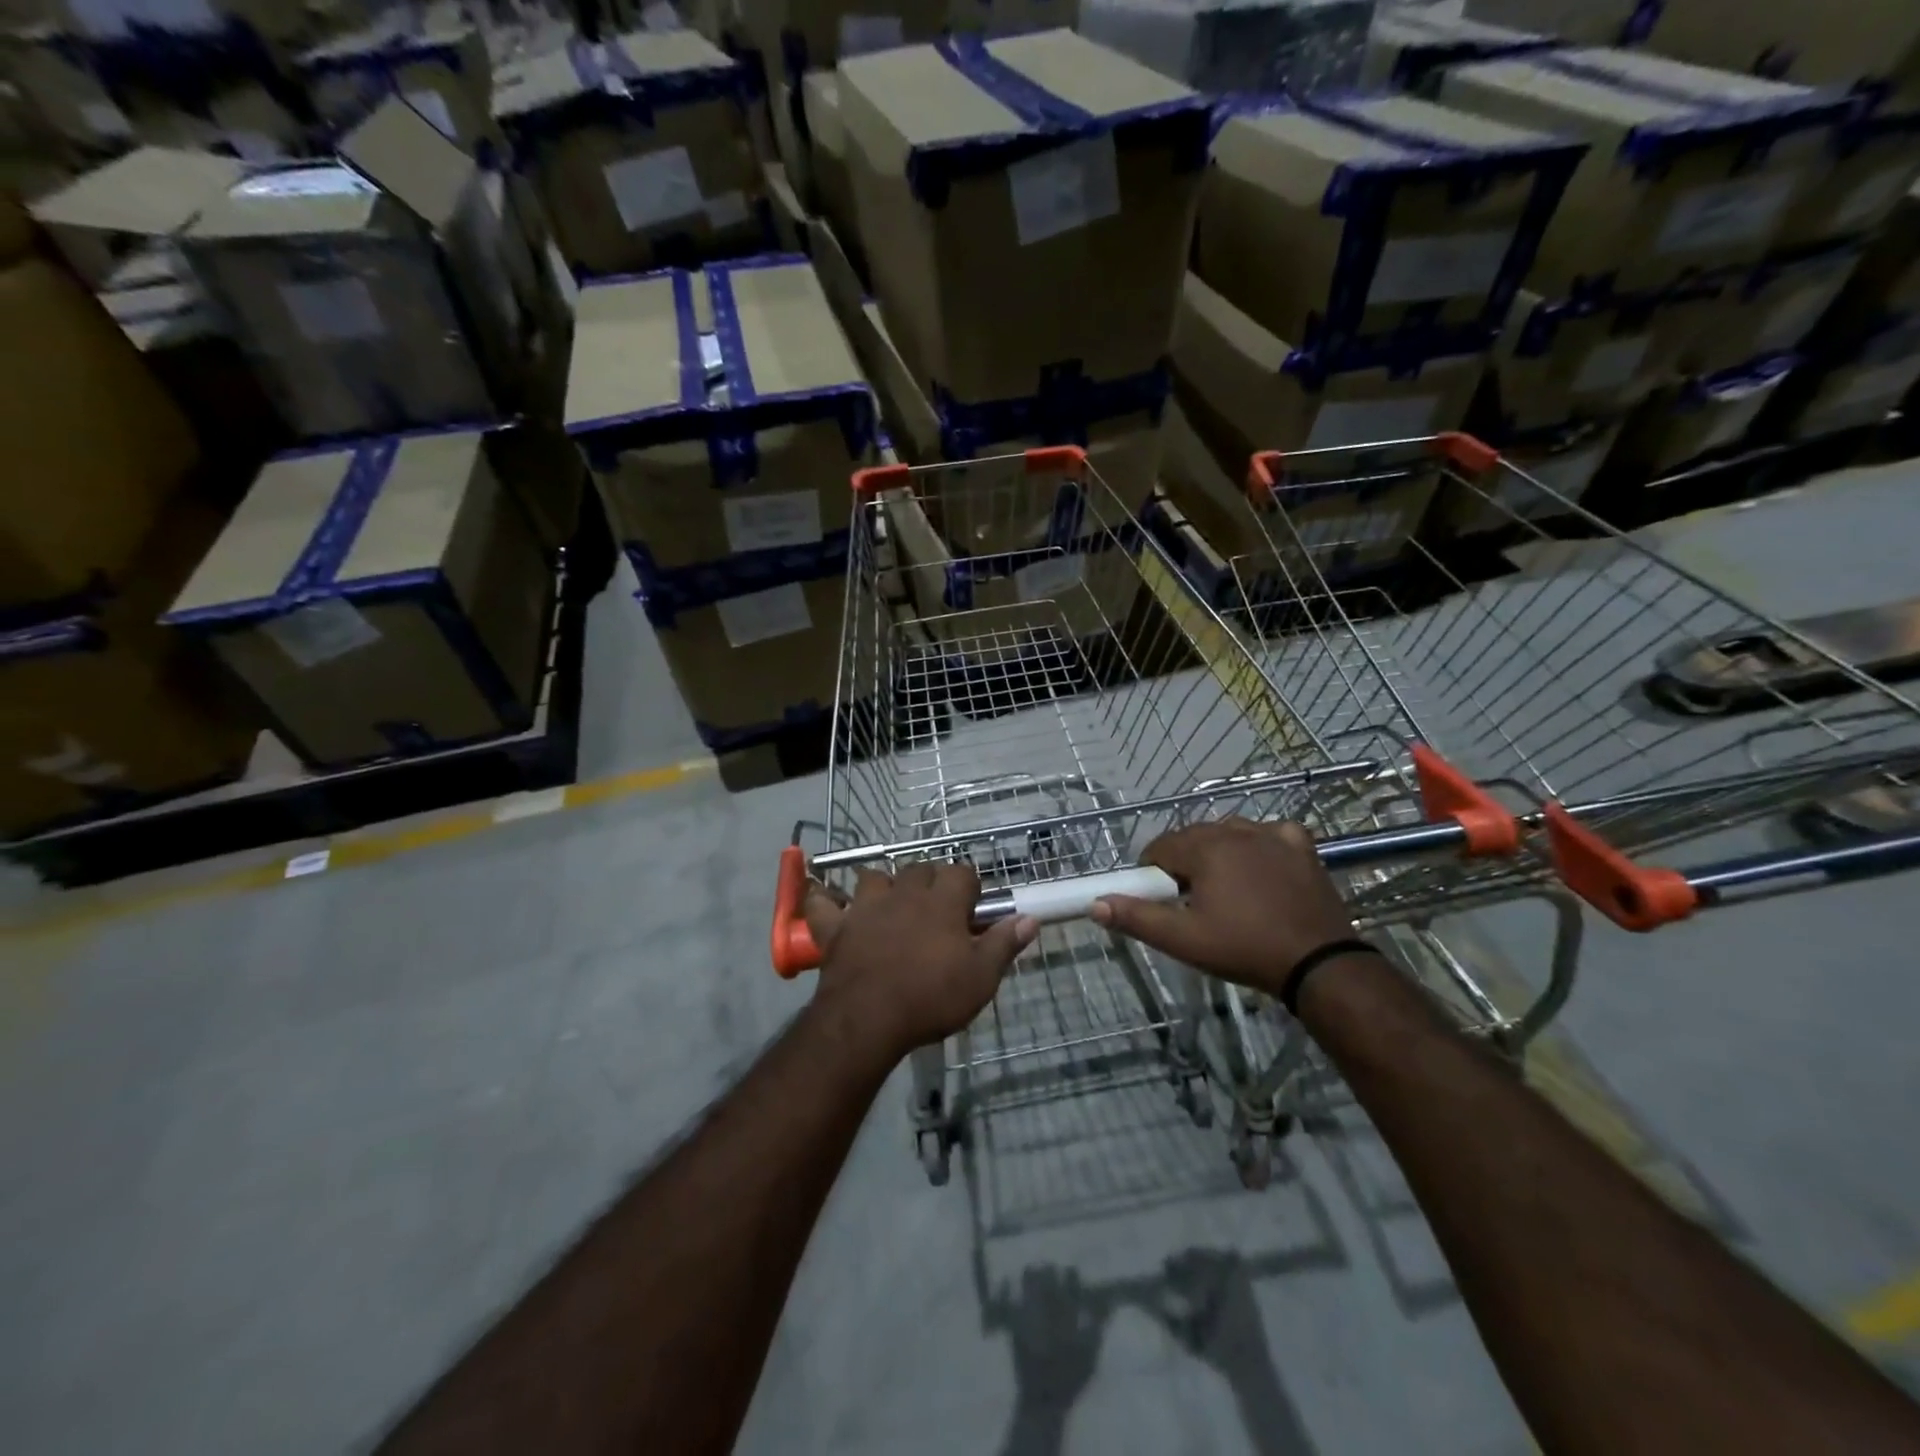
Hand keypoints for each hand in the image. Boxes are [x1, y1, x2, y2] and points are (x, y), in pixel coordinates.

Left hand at [803, 861, 1037, 1063]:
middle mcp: (904, 894)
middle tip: (937, 910)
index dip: (970, 887)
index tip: (973, 909)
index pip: (962, 873)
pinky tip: (826, 902)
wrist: (868, 1019)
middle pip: (920, 869)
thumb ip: (1003, 944)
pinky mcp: (836, 927)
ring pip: (874, 877)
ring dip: (884, 885)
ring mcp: (865, 907)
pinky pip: (822, 904)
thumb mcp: (980, 978)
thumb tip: (1030, 918)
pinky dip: (823, 901)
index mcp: (942, 902)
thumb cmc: (931, 998)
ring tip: (891, 905)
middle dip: (931, 881)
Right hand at [1090, 818, 1355, 994]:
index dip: (1153, 872)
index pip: (1161, 847)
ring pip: (1229, 833)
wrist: (1319, 964)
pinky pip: (1270, 834)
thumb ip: (1137, 918)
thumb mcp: (1184, 940)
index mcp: (1205, 848)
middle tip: (1192, 902)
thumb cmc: (1244, 949)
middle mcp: (1236, 830)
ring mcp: (1272, 834)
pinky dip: (1260, 846)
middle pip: (1193, 837)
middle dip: (1185, 862)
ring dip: (1219, 852)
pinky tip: (1263, 869)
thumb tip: (1096, 904)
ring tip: (1226, 890)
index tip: (1162, 899)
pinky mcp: (1301, 846)